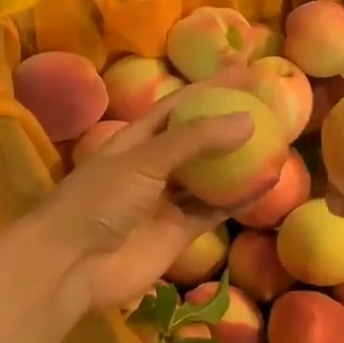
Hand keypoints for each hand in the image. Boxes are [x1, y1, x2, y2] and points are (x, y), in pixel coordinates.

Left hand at [26, 100, 254, 318]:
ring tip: (273, 145)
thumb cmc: (98, 202)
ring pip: (209, 178)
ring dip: (237, 164)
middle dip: (227, 126)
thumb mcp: (144, 160)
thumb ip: (195, 140)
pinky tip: (265, 185)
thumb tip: (248, 119)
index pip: (177, 107)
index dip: (208, 89)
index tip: (243, 75)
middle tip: (266, 110)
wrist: (70, 268)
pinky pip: (213, 211)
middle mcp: (152, 168)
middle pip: (196, 141)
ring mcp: (165, 202)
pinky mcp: (178, 234)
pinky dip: (238, 199)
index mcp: (135, 141)